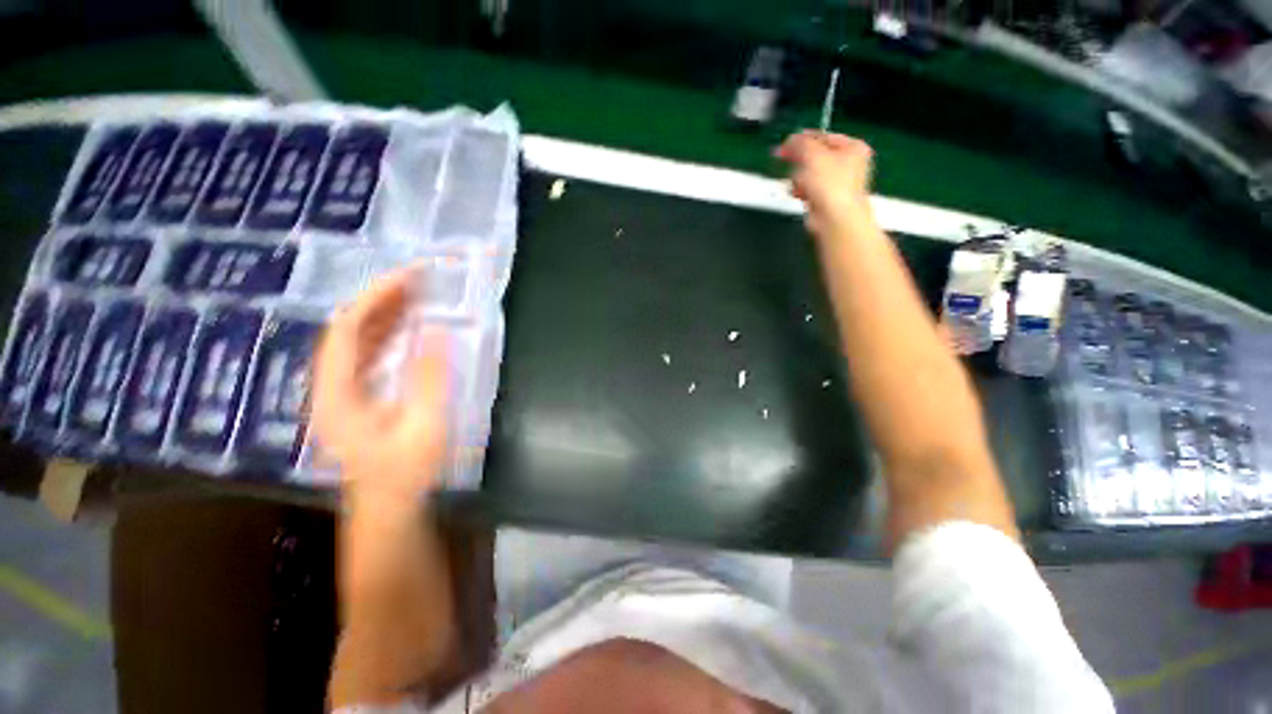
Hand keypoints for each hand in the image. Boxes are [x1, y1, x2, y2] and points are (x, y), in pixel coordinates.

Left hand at [312, 266, 449, 501]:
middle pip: (348, 328)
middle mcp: (330, 385)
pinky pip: (367, 353)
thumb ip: (428, 378)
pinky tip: (409, 324)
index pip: (347, 329)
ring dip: (385, 312)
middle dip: (382, 298)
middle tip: (418, 278)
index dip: (376, 297)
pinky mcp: (355, 395)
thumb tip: (436, 331)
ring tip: (417, 293)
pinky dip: (388, 333)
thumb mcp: (424, 426)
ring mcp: (340, 390)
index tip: (410, 277)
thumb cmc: (406, 472)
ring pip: (356, 339)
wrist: (387, 506)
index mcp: (337, 393)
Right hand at [775, 131, 873, 236]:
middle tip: (787, 162)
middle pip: (815, 156)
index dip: (802, 139)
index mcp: (853, 147)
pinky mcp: (826, 200)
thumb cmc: (831, 185)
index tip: (785, 144)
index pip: (823, 137)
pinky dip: (802, 191)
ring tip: (798, 184)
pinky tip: (800, 194)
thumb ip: (800, 143)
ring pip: (810, 174)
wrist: (835, 219)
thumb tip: (790, 140)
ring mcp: (837, 183)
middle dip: (800, 162)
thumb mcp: (813, 155)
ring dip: (799, 178)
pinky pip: (809, 189)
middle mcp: (848, 164)